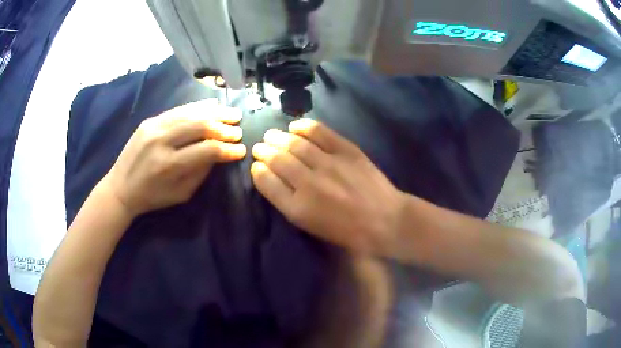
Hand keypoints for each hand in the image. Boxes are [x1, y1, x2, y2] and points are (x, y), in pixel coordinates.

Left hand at [102, 99, 246, 215]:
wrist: (120, 187)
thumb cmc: (152, 197)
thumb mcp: (180, 194)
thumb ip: (201, 173)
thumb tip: (218, 153)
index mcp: (169, 165)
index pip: (206, 151)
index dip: (227, 149)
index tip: (241, 150)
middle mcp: (161, 141)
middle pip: (200, 126)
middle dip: (224, 127)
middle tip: (239, 130)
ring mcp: (154, 127)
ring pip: (190, 113)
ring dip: (215, 112)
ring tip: (232, 114)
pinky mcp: (150, 120)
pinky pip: (178, 110)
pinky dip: (197, 107)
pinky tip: (212, 105)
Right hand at [251, 119, 405, 255]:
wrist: (384, 220)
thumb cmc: (347, 231)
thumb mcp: (311, 226)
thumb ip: (287, 202)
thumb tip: (270, 177)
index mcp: (298, 208)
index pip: (267, 182)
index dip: (258, 170)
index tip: (257, 165)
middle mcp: (308, 183)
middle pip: (277, 160)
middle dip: (264, 151)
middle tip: (260, 146)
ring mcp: (328, 164)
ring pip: (295, 144)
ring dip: (278, 137)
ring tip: (271, 135)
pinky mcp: (346, 151)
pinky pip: (320, 132)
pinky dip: (304, 127)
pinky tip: (295, 126)